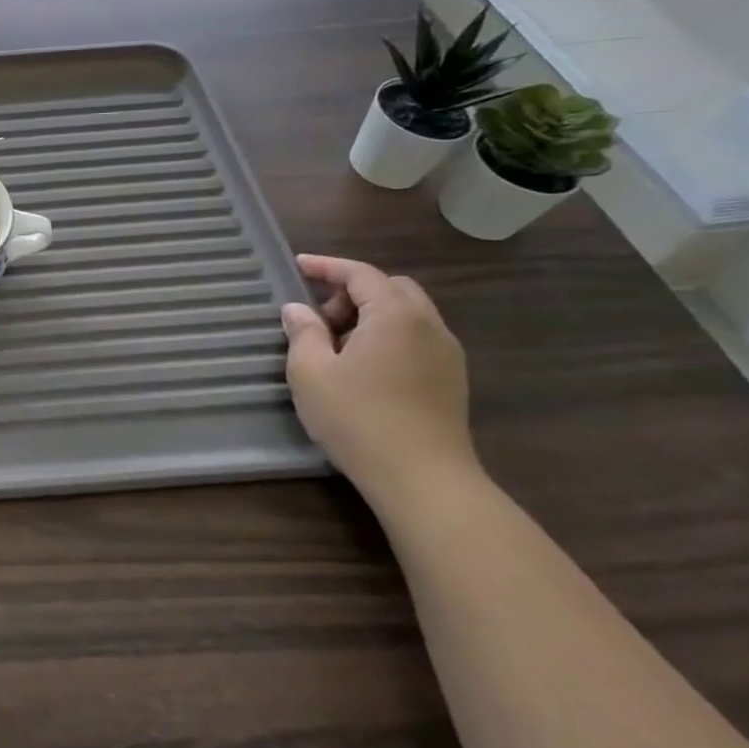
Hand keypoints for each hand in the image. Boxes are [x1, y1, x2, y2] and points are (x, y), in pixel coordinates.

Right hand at [281, 254, 478, 507]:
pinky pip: (418, 338)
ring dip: (372, 314)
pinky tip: (364, 365)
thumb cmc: (359, 419)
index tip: (297, 266)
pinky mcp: (451, 380)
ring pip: (408, 313)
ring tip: (337, 343)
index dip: (327, 266)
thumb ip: (303, 333)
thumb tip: (298, 310)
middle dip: (353, 290)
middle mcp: (429, 326)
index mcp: (395, 316)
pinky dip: (389, 335)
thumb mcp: (311, 372)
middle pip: (391, 288)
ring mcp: (446, 354)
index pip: (361, 273)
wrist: (424, 480)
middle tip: (319, 315)